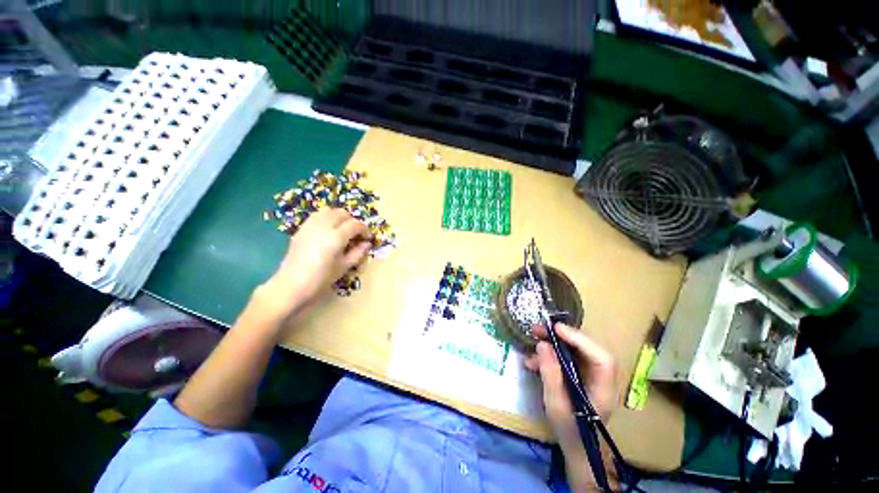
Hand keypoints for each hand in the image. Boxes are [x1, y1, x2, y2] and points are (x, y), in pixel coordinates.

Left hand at [258, 208, 371, 319]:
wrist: (290, 286)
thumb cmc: (320, 279)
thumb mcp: (343, 267)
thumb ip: (357, 253)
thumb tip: (366, 243)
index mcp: (336, 238)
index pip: (355, 225)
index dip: (365, 229)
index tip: (368, 238)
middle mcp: (323, 227)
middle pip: (342, 213)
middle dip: (353, 221)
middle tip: (356, 234)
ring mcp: (310, 226)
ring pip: (329, 211)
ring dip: (339, 217)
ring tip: (343, 230)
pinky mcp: (301, 229)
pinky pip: (317, 216)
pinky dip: (327, 218)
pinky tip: (329, 231)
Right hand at [525, 323, 618, 454]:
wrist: (575, 446)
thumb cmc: (568, 430)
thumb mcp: (555, 403)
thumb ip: (550, 373)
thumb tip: (542, 344)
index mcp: (603, 389)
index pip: (601, 358)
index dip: (580, 340)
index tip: (556, 329)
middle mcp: (601, 378)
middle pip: (587, 349)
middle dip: (562, 336)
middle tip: (539, 329)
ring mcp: (591, 376)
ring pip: (576, 351)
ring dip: (554, 343)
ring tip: (533, 339)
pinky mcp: (581, 375)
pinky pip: (567, 358)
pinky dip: (551, 355)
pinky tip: (533, 360)